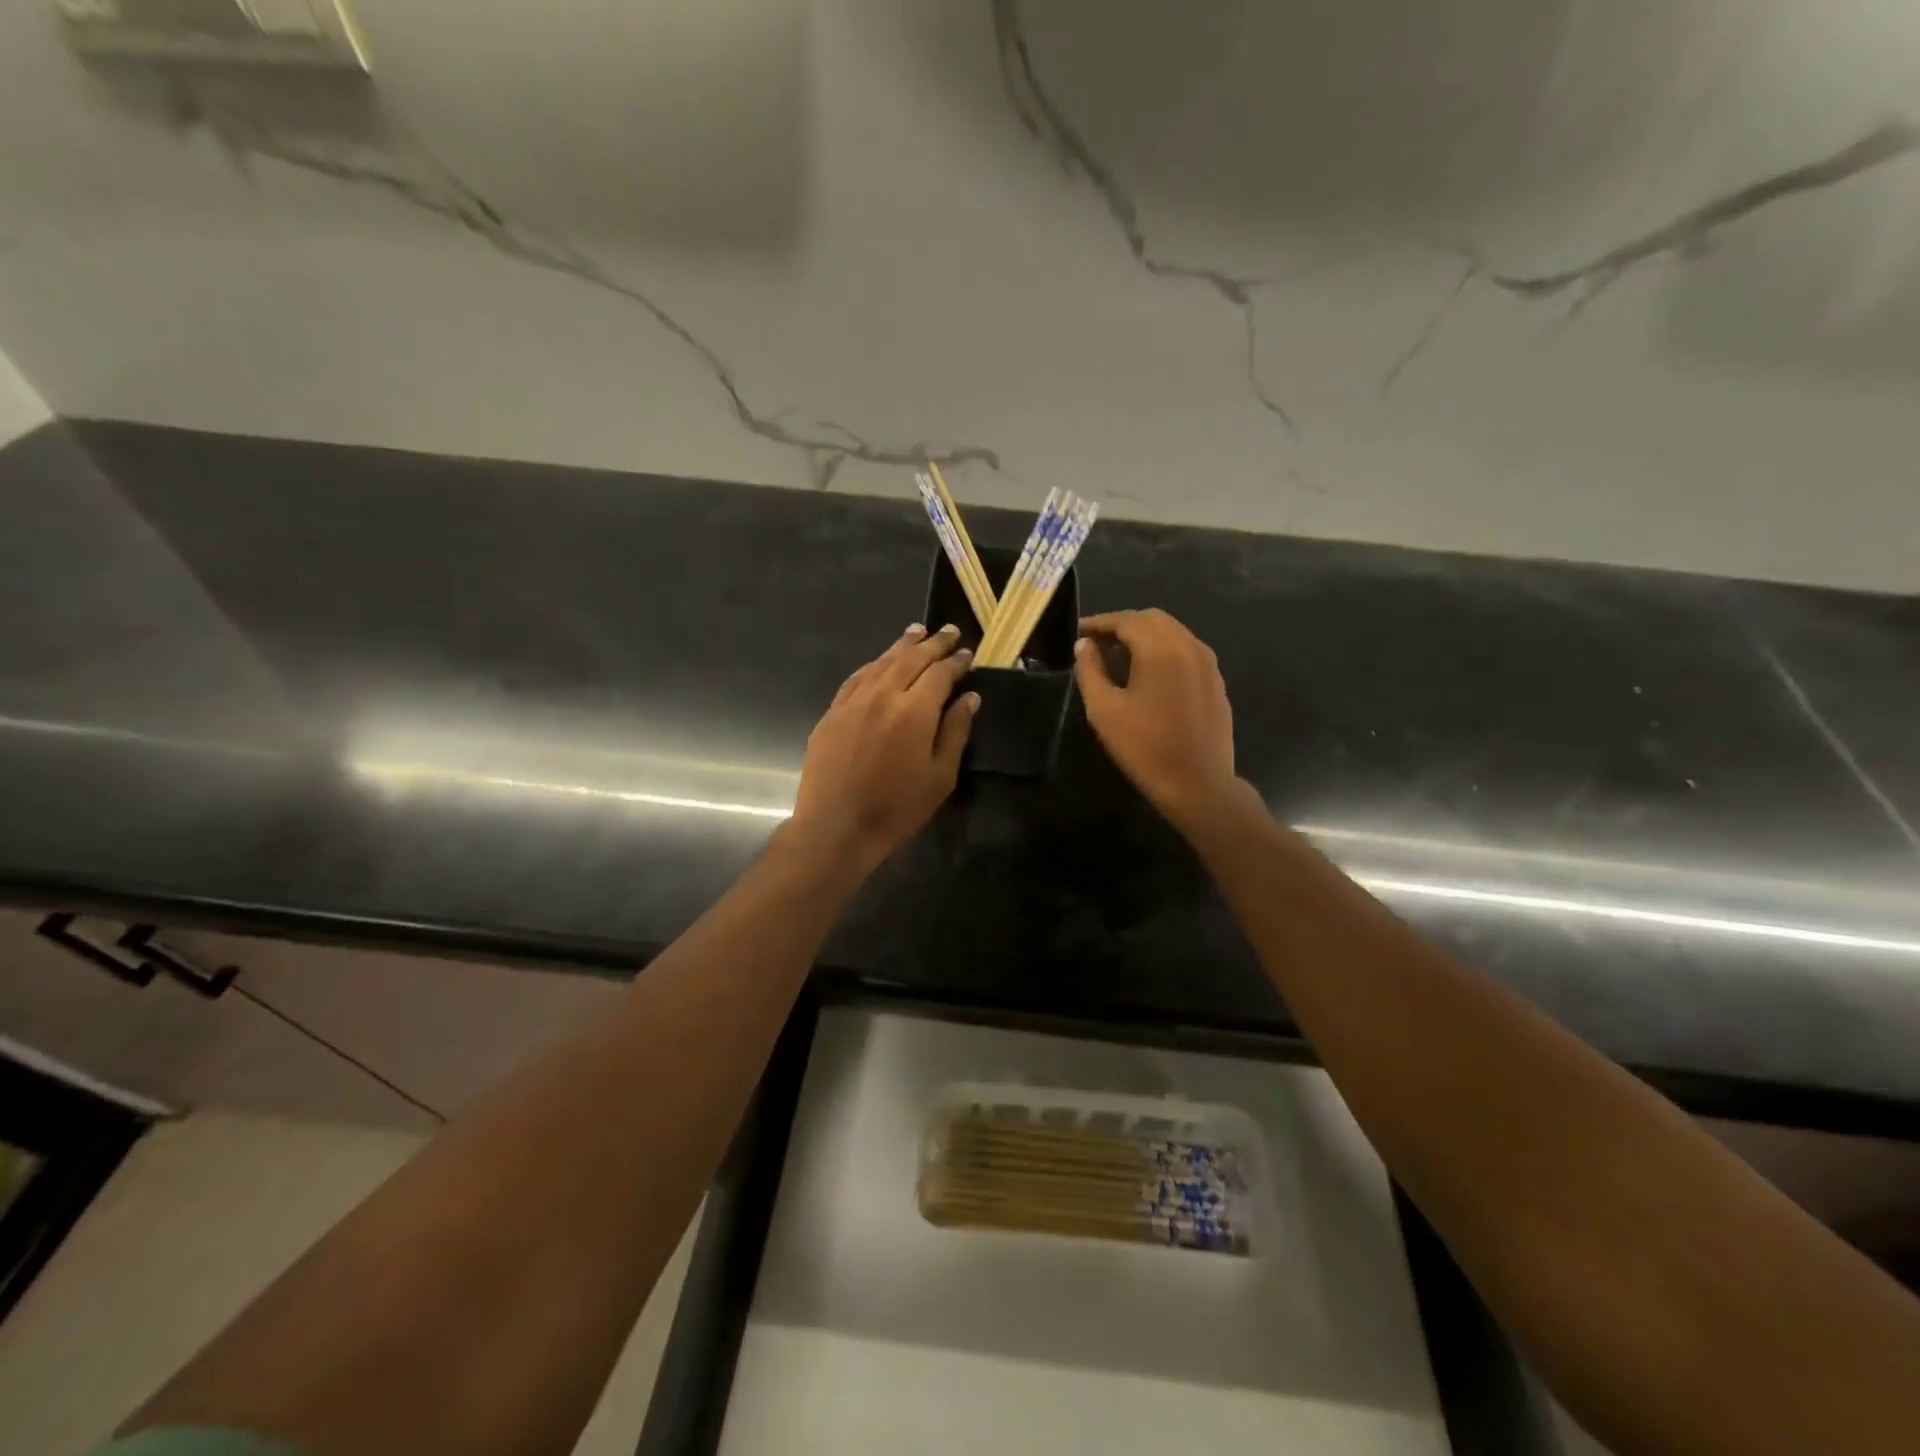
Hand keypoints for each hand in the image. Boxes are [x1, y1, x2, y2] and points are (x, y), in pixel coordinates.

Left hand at [789, 623, 977, 871]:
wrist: (837, 826)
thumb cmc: (898, 807)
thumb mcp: (940, 775)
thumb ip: (955, 731)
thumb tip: (970, 697)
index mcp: (914, 710)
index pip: (940, 673)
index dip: (956, 661)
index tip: (967, 653)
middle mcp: (883, 695)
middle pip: (910, 658)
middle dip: (932, 643)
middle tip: (948, 631)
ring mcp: (853, 701)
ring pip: (881, 663)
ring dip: (901, 646)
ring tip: (916, 633)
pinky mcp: (832, 713)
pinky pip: (856, 679)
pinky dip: (872, 665)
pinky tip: (879, 663)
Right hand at [1074, 609, 1246, 830]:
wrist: (1197, 784)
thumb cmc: (1144, 747)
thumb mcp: (1104, 710)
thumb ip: (1090, 670)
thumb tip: (1084, 645)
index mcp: (1160, 650)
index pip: (1126, 620)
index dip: (1099, 622)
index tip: (1078, 632)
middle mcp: (1189, 646)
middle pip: (1152, 619)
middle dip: (1123, 624)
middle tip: (1097, 641)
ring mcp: (1208, 663)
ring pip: (1173, 631)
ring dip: (1145, 635)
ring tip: (1120, 654)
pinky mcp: (1216, 681)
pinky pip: (1187, 650)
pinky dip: (1164, 649)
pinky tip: (1149, 671)